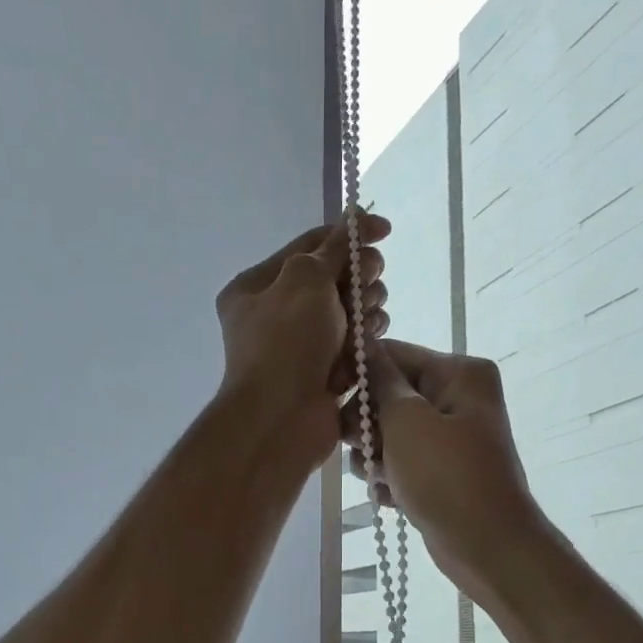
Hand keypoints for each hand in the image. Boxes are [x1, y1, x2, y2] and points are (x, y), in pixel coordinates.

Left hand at [215, 213, 391, 468]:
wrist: (282, 419)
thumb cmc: (286, 342)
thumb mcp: (305, 279)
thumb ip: (333, 248)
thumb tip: (354, 223)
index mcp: (257, 287)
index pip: (309, 245)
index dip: (348, 233)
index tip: (385, 230)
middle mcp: (276, 314)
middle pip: (334, 278)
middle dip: (359, 277)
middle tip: (370, 283)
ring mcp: (302, 347)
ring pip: (350, 312)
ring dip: (366, 310)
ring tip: (366, 322)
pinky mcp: (325, 373)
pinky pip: (355, 345)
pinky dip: (366, 341)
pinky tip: (370, 343)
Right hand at [345, 339, 549, 600]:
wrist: (487, 547)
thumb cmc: (447, 477)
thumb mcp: (407, 421)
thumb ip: (380, 381)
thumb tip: (361, 345)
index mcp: (459, 373)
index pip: (392, 355)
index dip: (357, 375)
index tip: (328, 399)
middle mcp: (457, 398)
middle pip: (388, 396)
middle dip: (367, 425)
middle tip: (361, 448)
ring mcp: (450, 438)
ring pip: (388, 434)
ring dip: (374, 457)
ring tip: (381, 479)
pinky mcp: (440, 472)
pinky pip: (400, 463)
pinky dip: (389, 479)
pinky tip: (390, 498)